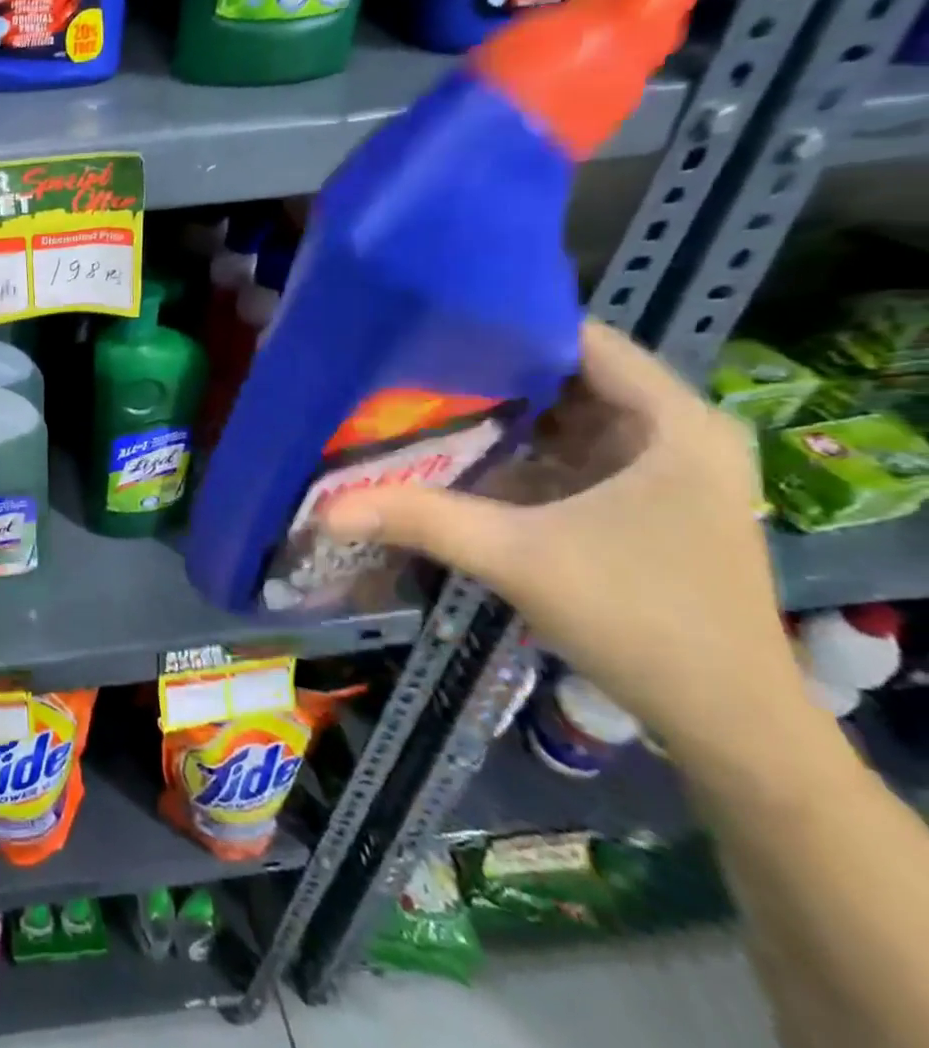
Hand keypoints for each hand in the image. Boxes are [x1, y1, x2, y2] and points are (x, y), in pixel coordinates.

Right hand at [323, 320, 804, 755]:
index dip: (507, 328)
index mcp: (673, 424)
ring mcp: (664, 470)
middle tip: (410, 368)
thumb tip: (326, 507)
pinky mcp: (644, 503)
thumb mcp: (519, 557)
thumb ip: (422, 519)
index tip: (431, 329)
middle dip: (490, 373)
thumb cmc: (641, 620)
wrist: (728, 725)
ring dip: (501, 415)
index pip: (582, 339)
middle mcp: (676, 433)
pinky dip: (518, 450)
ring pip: (566, 417)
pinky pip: (569, 454)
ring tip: (422, 400)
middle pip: (569, 376)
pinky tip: (461, 453)